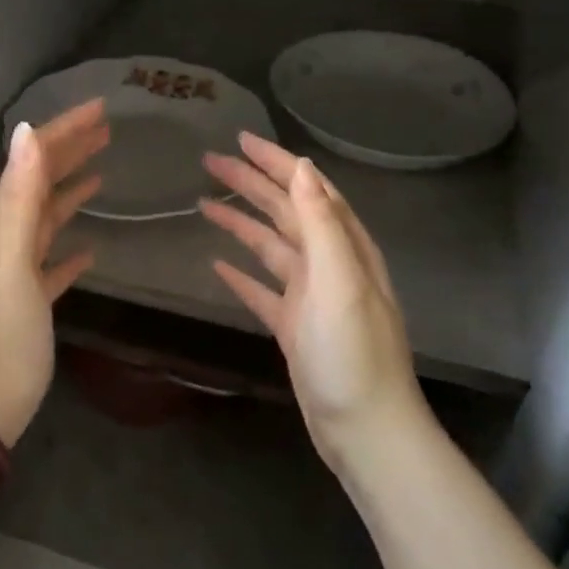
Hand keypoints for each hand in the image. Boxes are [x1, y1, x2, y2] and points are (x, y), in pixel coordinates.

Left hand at [0, 98, 108, 444]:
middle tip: (107, 129)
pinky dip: (71, 248)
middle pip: (41, 182)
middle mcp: (8, 238)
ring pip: (48, 218)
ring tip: (103, 172)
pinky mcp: (32, 302)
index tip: (99, 108)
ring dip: (72, 190)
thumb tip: (27, 130)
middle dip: (71, 151)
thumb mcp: (9, 256)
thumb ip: (18, 195)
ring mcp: (19, 272)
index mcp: (3, 222)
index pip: (34, 161)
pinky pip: (53, 262)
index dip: (64, 131)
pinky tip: (91, 250)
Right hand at [200, 133, 423, 469]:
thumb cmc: (353, 351)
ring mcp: (310, 296)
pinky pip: (262, 288)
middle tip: (209, 162)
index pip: (307, 188)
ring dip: (240, 222)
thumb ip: (322, 222)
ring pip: (270, 246)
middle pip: (284, 211)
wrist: (364, 428)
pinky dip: (241, 273)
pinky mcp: (294, 326)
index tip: (240, 140)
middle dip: (250, 184)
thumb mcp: (340, 280)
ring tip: (204, 203)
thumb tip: (302, 167)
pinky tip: (217, 264)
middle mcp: (329, 263)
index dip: (275, 162)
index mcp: (344, 246)